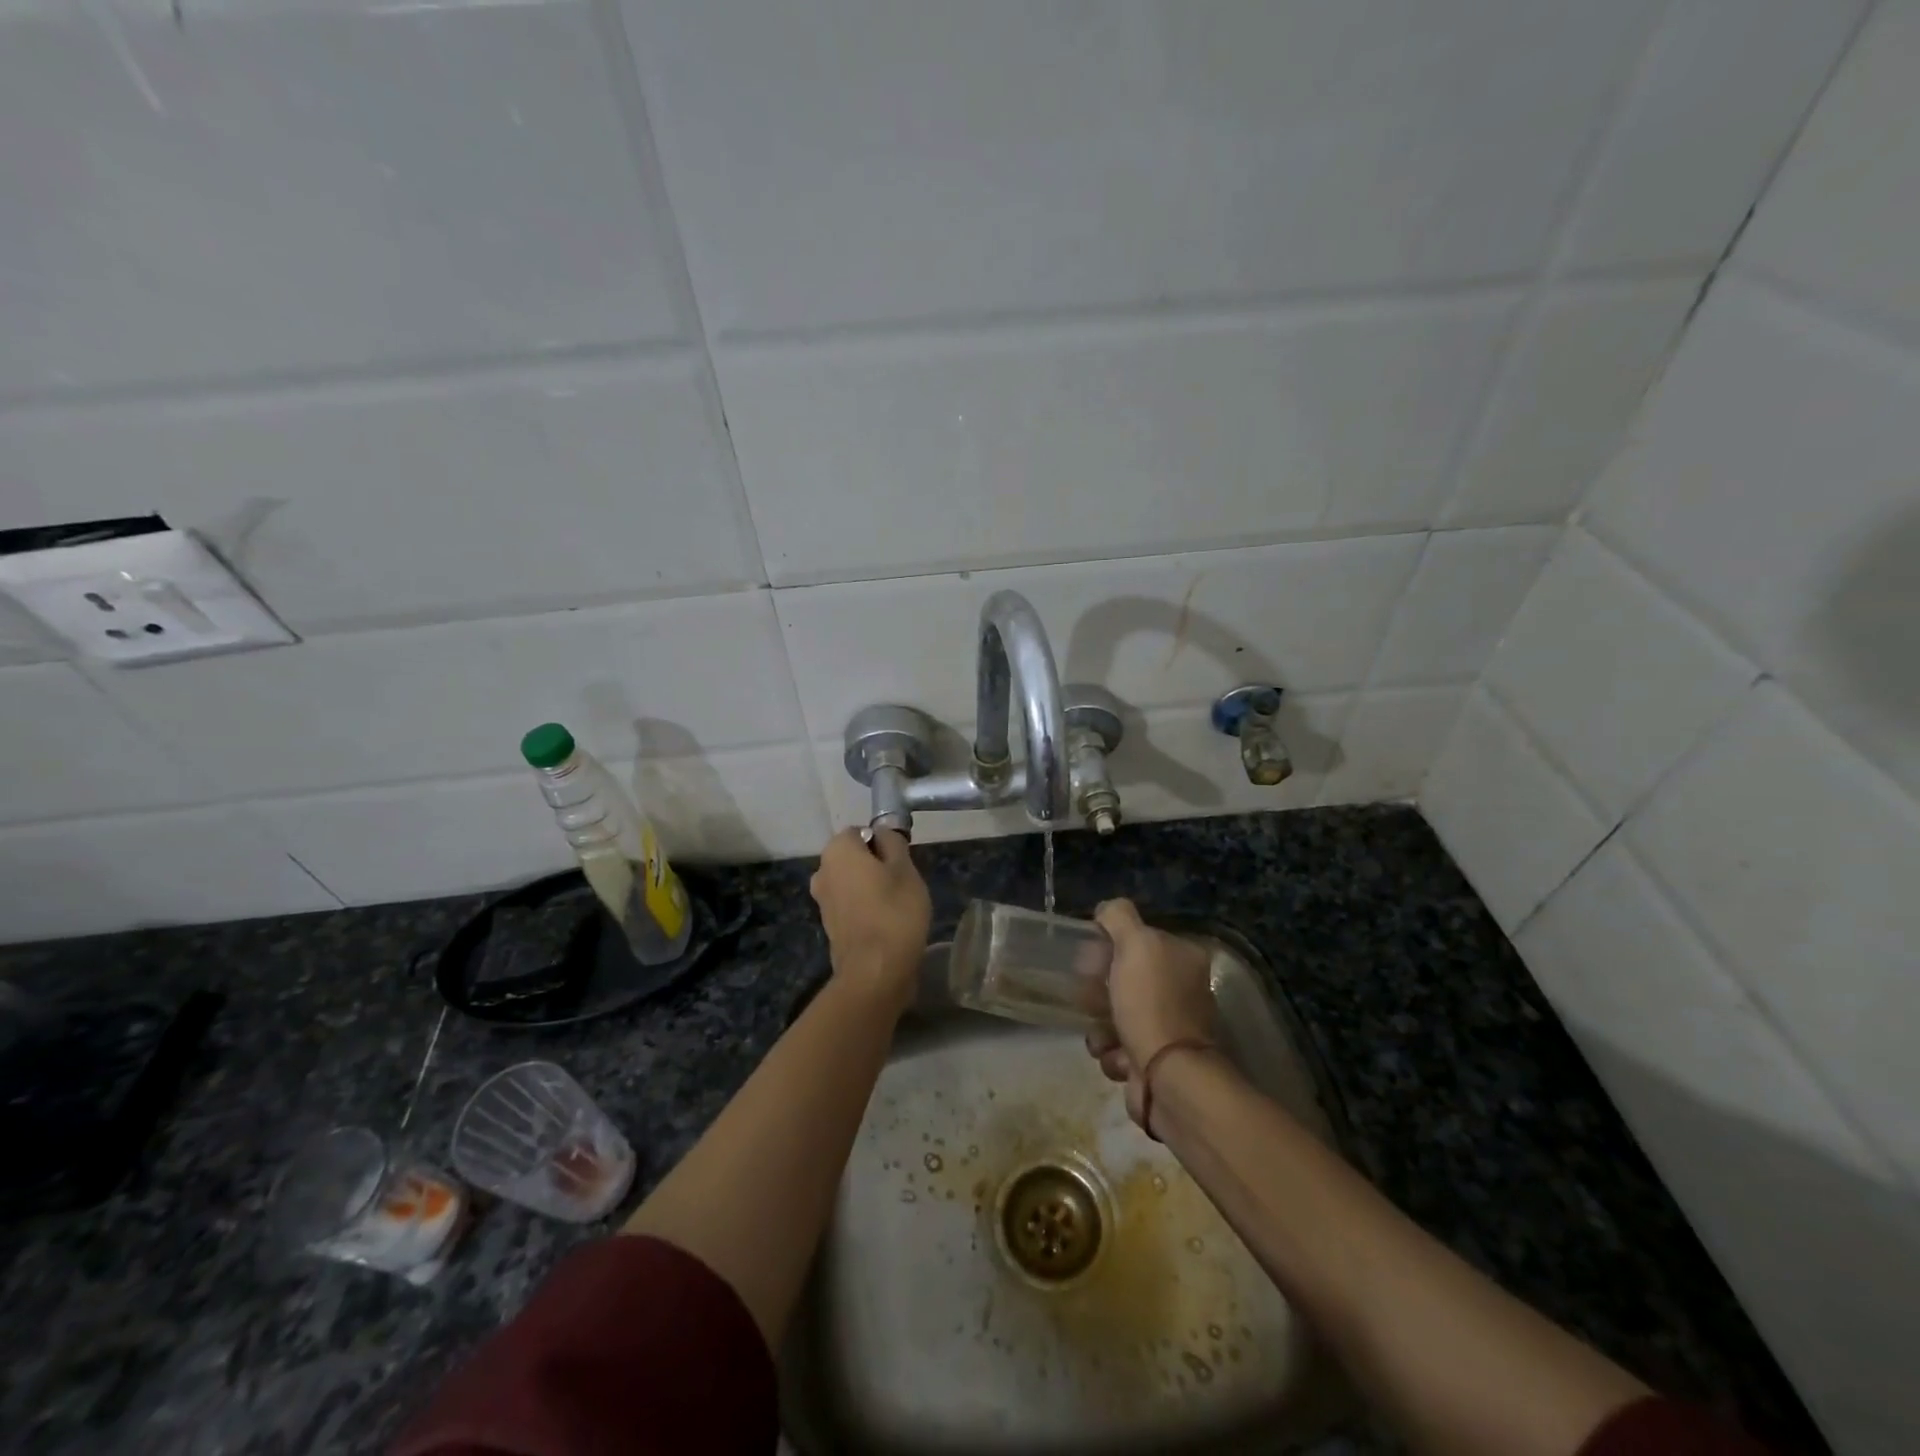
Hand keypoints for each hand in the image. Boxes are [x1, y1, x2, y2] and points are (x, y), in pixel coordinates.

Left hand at [809, 828, 931, 1016]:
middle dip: (876, 866)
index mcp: (837, 851)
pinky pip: (850, 906)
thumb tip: (882, 833)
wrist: (875, 972)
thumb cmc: (894, 912)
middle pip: (854, 858)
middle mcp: (822, 871)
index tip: (901, 862)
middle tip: (903, 883)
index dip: (883, 843)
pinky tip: (887, 925)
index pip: (861, 832)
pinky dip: (865, 910)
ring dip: (871, 889)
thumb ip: (893, 842)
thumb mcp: (905, 868)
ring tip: (898, 907)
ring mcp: (822, 902)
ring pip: (852, 883)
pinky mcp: (829, 927)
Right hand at [1085, 898, 1216, 1129]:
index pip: (1138, 940)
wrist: (1168, 1077)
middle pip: (1123, 979)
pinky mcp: (1156, 1060)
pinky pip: (1120, 1048)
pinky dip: (1113, 1053)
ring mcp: (1170, 1027)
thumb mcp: (1135, 944)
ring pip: (1116, 1015)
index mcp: (1184, 958)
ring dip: (1101, 1026)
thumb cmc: (1151, 1004)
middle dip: (1099, 992)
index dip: (1109, 947)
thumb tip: (1106, 910)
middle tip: (1089, 999)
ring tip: (1104, 1036)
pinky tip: (1118, 1057)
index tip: (1091, 961)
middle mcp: (1182, 990)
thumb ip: (1119, 916)